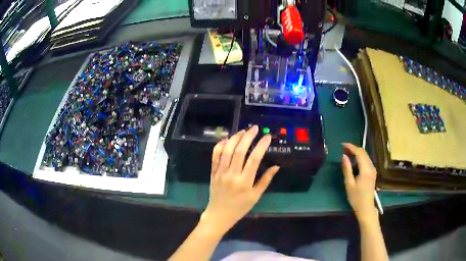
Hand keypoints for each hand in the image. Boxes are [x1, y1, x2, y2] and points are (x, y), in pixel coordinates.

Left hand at [201, 126, 279, 232]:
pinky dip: (220, 146)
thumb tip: (276, 166)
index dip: (261, 146)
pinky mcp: (213, 172)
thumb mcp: (255, 196)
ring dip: (235, 138)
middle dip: (248, 137)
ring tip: (243, 131)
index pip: (254, 159)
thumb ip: (265, 180)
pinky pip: (215, 156)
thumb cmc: (240, 207)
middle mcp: (232, 175)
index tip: (267, 137)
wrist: (219, 215)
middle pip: (239, 151)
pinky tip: (226, 139)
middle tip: (255, 128)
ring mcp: (220, 172)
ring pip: (227, 151)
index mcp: (245, 182)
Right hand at [341, 143, 377, 222]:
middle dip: (354, 148)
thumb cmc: (356, 198)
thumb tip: (344, 156)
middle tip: (343, 148)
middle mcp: (371, 167)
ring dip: (357, 152)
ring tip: (347, 153)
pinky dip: (360, 157)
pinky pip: (366, 160)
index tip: (342, 145)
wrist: (366, 207)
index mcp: (366, 170)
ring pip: (365, 155)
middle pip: (363, 152)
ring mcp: (373, 169)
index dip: (351, 147)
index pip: (359, 153)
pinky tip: (354, 160)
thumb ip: (347, 169)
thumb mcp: (349, 184)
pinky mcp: (373, 172)